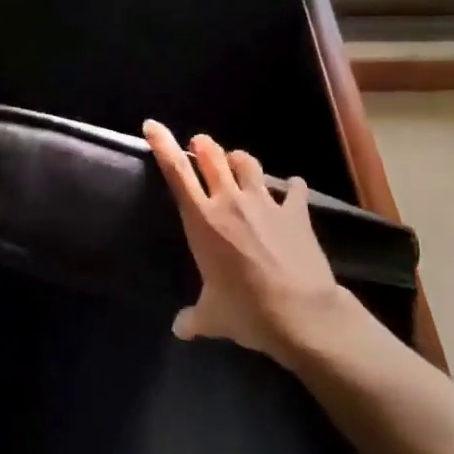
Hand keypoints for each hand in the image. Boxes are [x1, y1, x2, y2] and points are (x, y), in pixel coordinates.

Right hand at [142, 120, 356, 365]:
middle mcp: (231, 202)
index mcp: (203, 220)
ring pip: (248, 162)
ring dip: (239, 159)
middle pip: (213, 156)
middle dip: (203, 145)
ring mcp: (265, 203)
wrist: (301, 314)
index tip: (152, 125)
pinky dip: (291, 188)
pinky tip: (293, 190)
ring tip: (238, 163)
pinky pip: (294, 189)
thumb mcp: (212, 317)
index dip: (162, 144)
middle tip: (199, 145)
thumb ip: (194, 318)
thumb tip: (179, 328)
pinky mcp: (296, 211)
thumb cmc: (247, 311)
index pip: (177, 172)